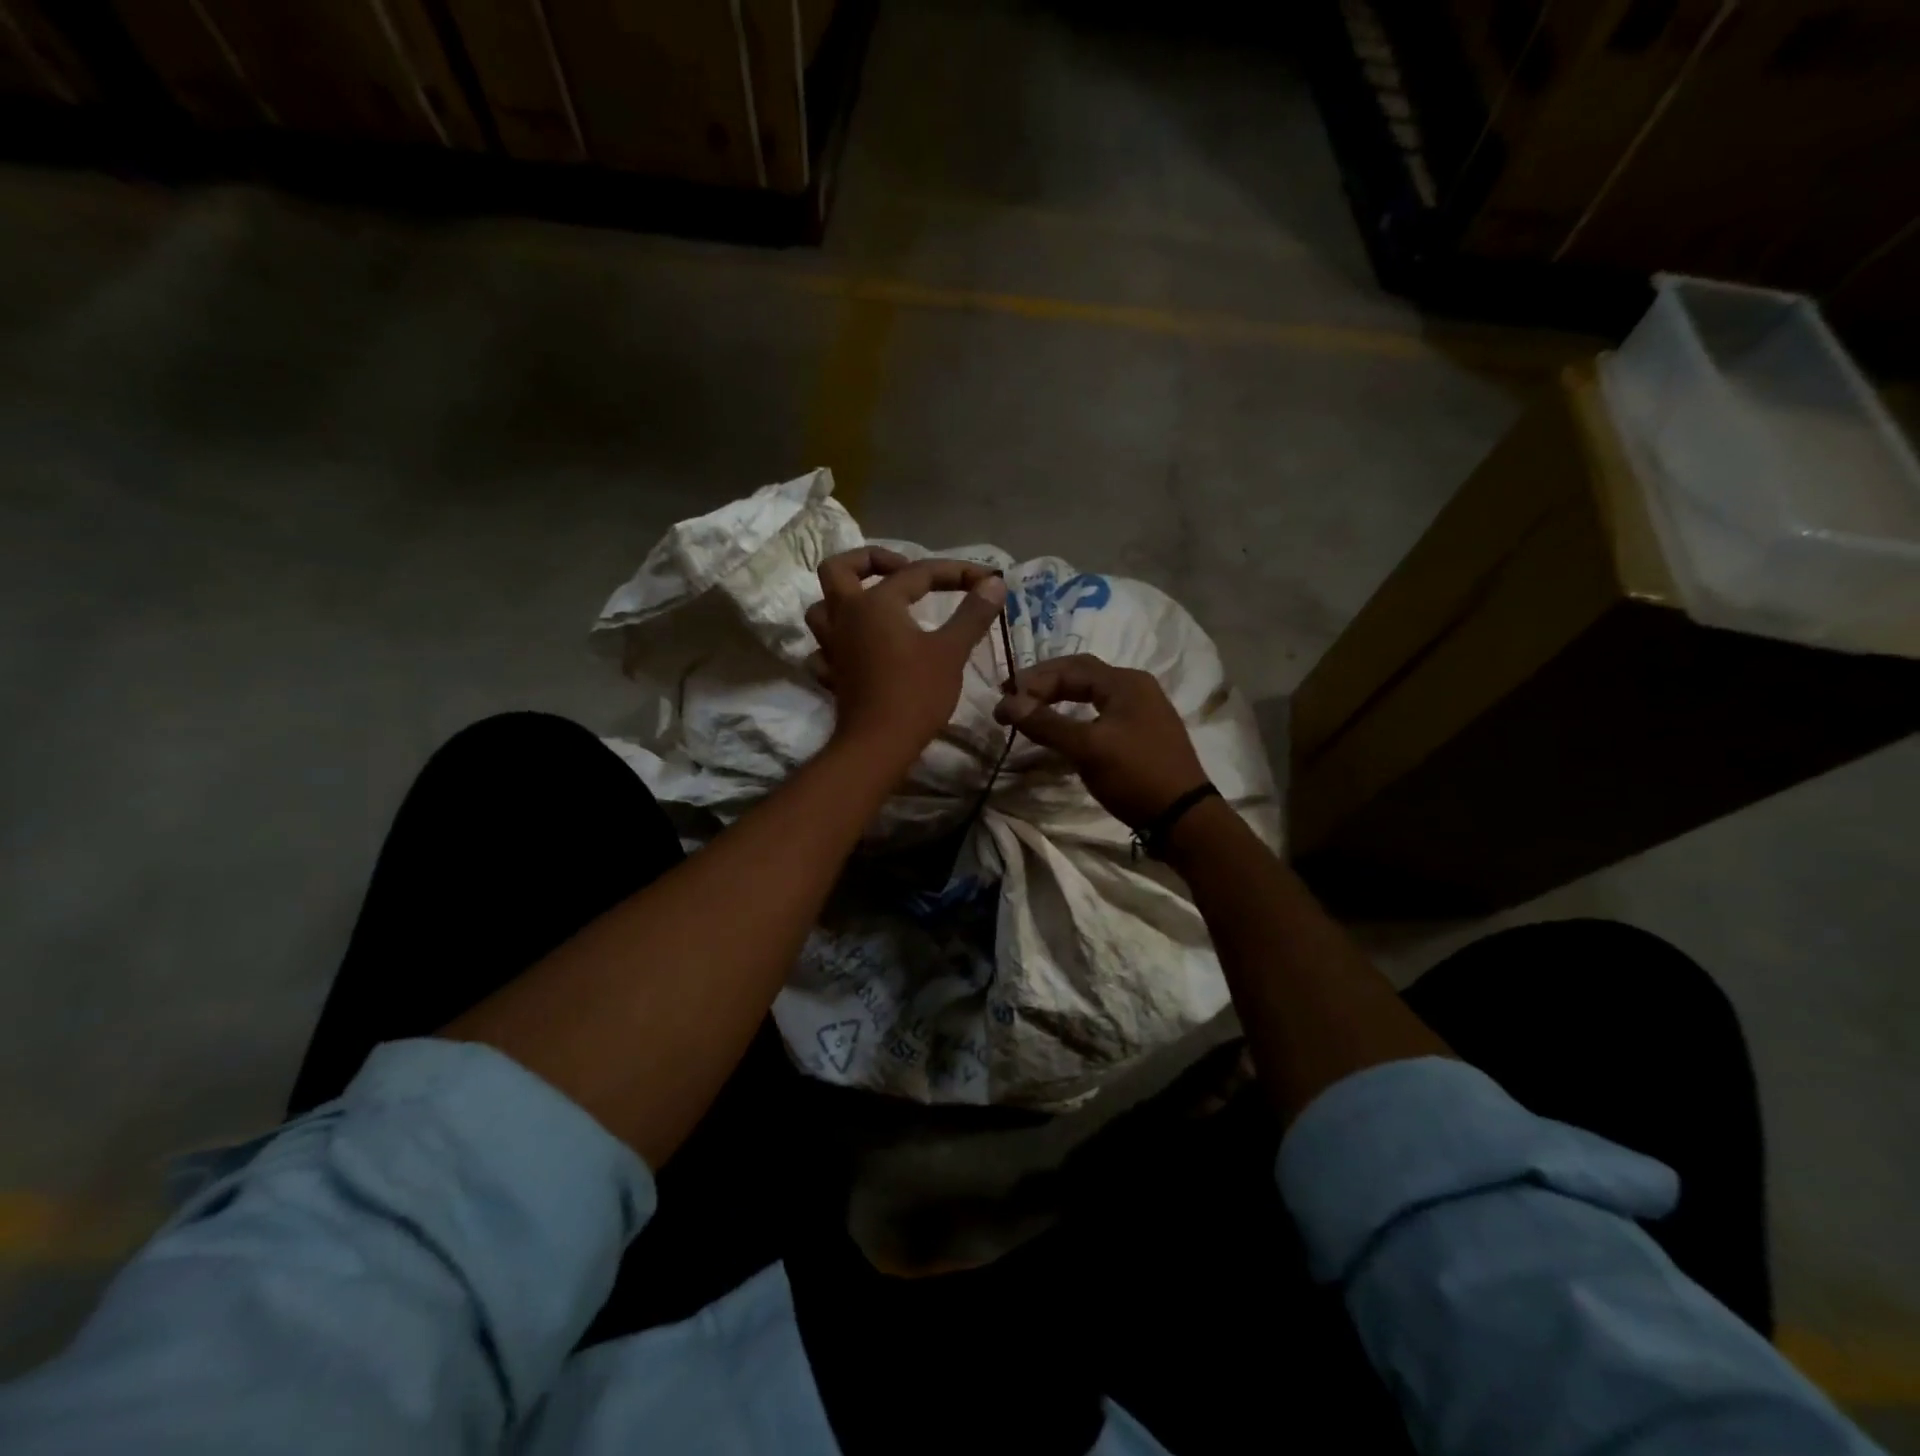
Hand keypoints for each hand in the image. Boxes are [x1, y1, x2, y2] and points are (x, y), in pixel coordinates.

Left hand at [805, 547, 1007, 768]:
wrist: (878, 744)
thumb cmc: (916, 693)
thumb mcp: (951, 651)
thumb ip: (972, 614)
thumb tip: (994, 584)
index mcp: (876, 603)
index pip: (919, 572)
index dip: (956, 572)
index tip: (987, 580)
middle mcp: (846, 616)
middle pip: (839, 569)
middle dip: (869, 561)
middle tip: (900, 570)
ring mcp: (832, 646)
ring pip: (822, 608)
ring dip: (844, 599)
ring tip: (875, 605)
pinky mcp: (831, 674)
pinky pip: (823, 649)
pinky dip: (837, 643)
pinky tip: (858, 650)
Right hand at [993, 653, 1208, 827]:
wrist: (1183, 817)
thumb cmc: (1136, 775)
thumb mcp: (1087, 749)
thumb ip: (1047, 723)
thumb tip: (1008, 704)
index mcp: (1125, 682)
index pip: (1069, 668)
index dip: (1032, 682)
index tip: (1003, 703)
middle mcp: (1136, 687)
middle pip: (1081, 674)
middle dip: (1044, 684)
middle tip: (1012, 698)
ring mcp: (1142, 710)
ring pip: (1091, 693)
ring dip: (1059, 698)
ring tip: (1031, 710)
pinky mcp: (1142, 732)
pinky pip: (1101, 712)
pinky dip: (1075, 714)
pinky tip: (1062, 728)